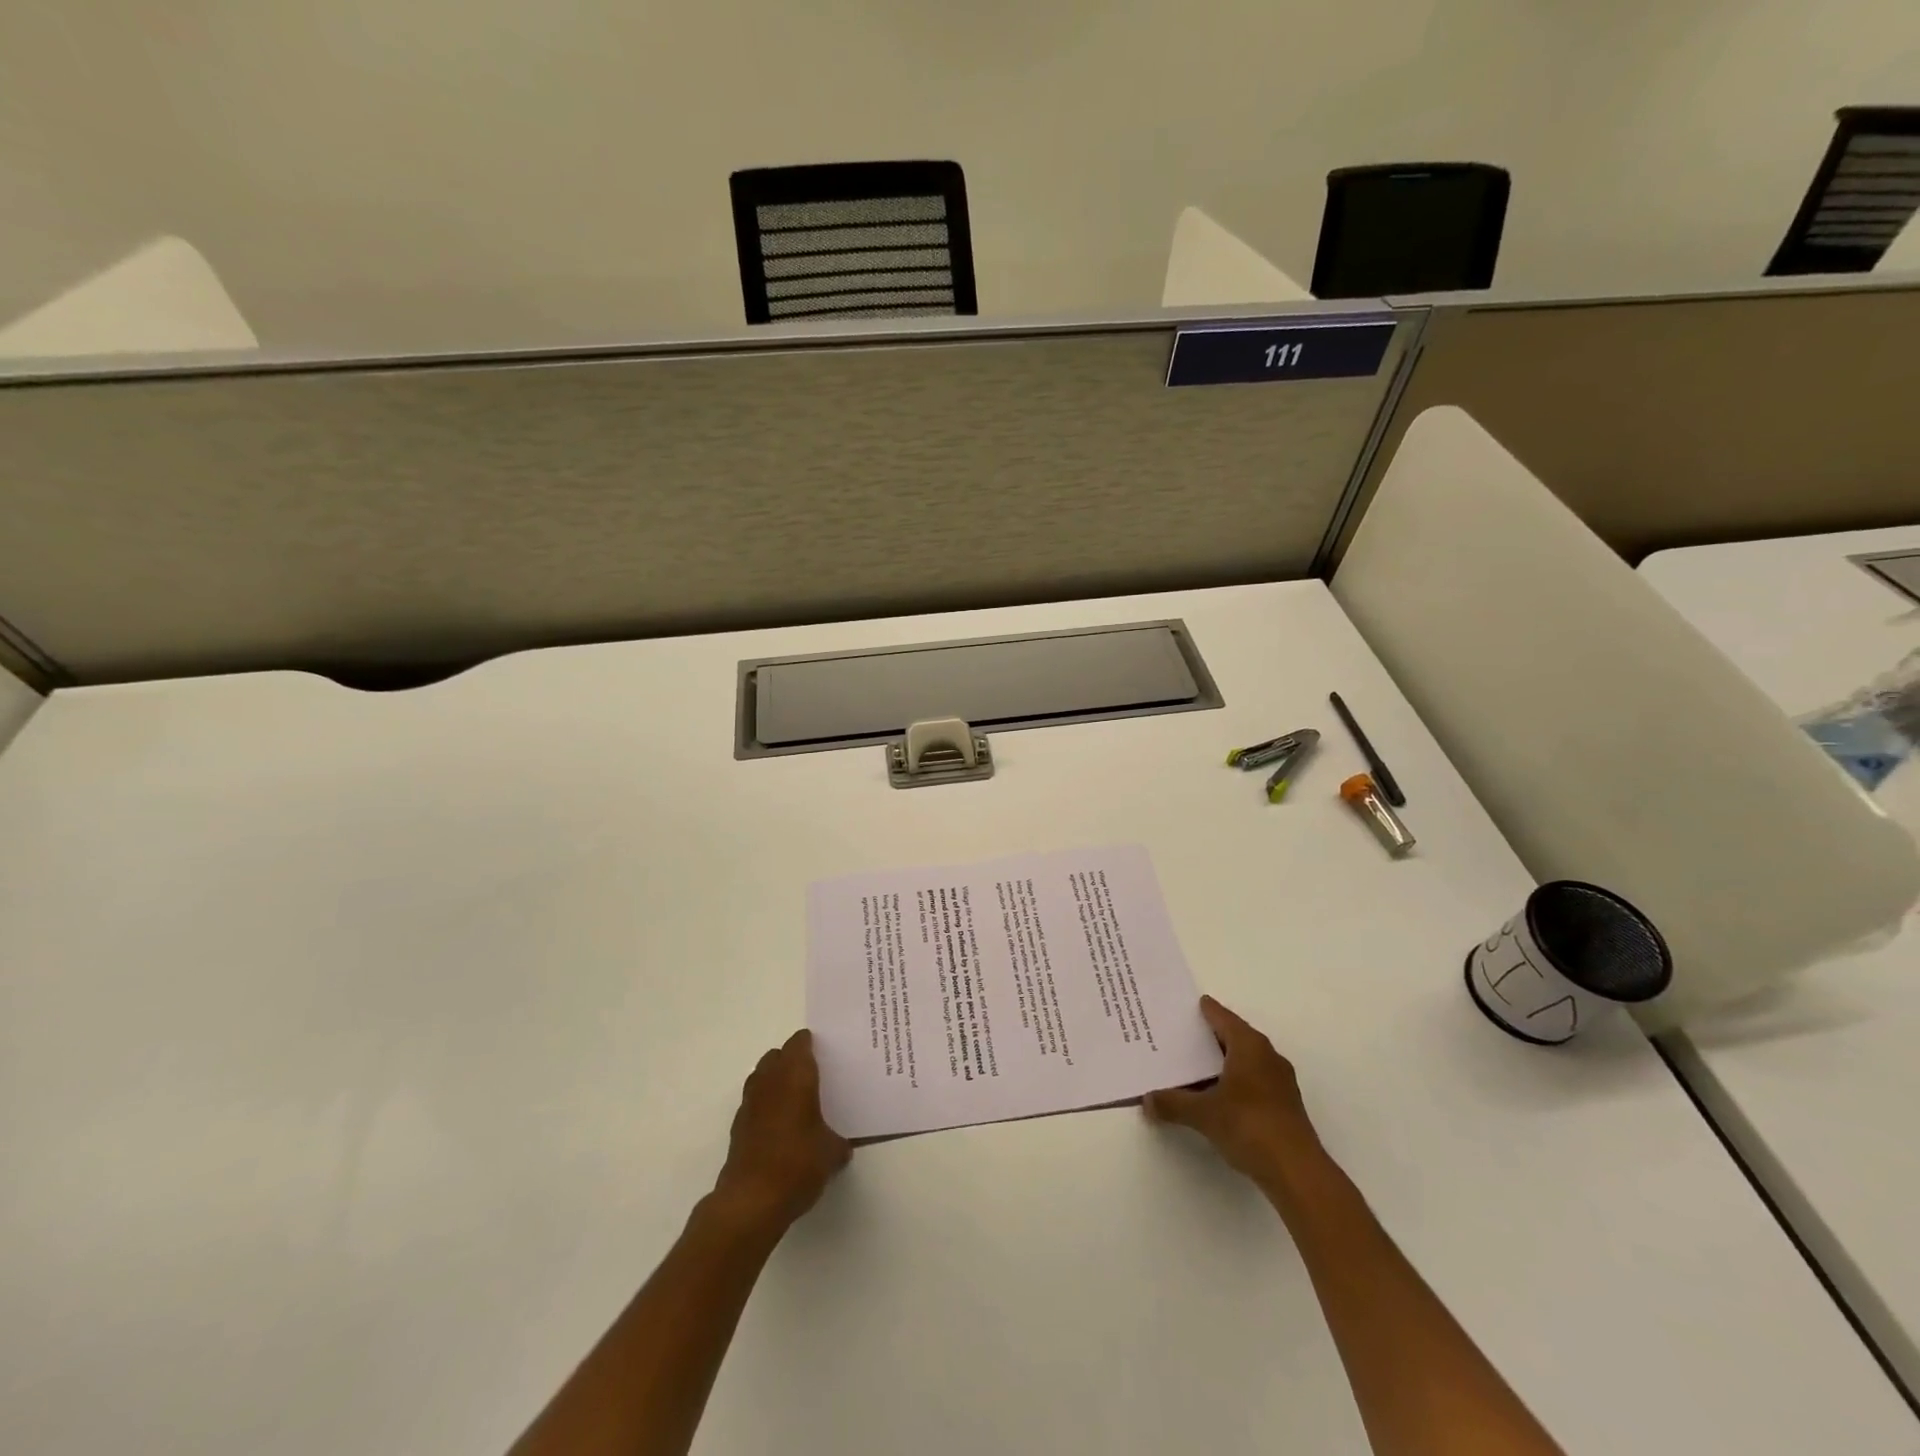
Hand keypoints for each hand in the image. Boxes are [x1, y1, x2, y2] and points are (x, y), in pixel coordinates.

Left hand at [711, 1030, 851, 1234]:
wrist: (752, 1201)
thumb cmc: (798, 1164)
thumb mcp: (832, 1153)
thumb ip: (839, 1142)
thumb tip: (842, 1145)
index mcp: (796, 1076)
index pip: (800, 1043)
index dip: (811, 1044)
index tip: (825, 1054)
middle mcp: (770, 1081)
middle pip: (777, 1056)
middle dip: (792, 1060)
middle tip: (812, 1076)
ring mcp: (749, 1103)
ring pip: (761, 1076)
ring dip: (775, 1081)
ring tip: (795, 1100)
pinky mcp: (738, 1127)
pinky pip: (754, 1102)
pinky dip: (765, 1106)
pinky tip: (779, 1127)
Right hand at [1144, 996, 1325, 1191]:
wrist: (1297, 1172)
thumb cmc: (1249, 1126)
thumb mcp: (1203, 1113)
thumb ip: (1173, 1104)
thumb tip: (1147, 1101)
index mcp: (1250, 1046)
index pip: (1222, 1018)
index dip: (1204, 1011)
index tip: (1187, 1006)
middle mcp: (1267, 1056)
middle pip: (1234, 1037)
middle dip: (1209, 1037)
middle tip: (1181, 1036)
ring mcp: (1279, 1082)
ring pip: (1244, 1061)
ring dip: (1222, 1062)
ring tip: (1193, 1067)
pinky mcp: (1283, 1106)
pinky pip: (1252, 1081)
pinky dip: (1233, 1082)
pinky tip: (1215, 1096)